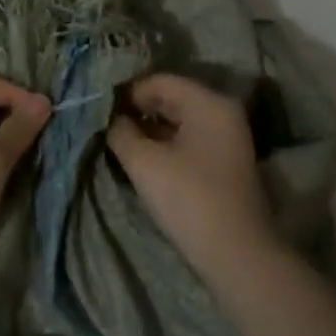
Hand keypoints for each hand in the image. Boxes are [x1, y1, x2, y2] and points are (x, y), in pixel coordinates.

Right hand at [107, 74, 274, 274]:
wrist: (236, 254)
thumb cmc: (188, 199)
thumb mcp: (144, 163)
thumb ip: (121, 132)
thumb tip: (110, 118)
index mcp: (209, 103)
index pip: (159, 81)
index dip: (127, 92)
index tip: (99, 109)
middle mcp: (223, 112)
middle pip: (172, 98)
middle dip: (138, 110)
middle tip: (105, 125)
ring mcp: (228, 137)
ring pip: (180, 120)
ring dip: (150, 129)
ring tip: (119, 142)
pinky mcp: (226, 161)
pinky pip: (190, 138)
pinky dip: (166, 143)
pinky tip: (143, 158)